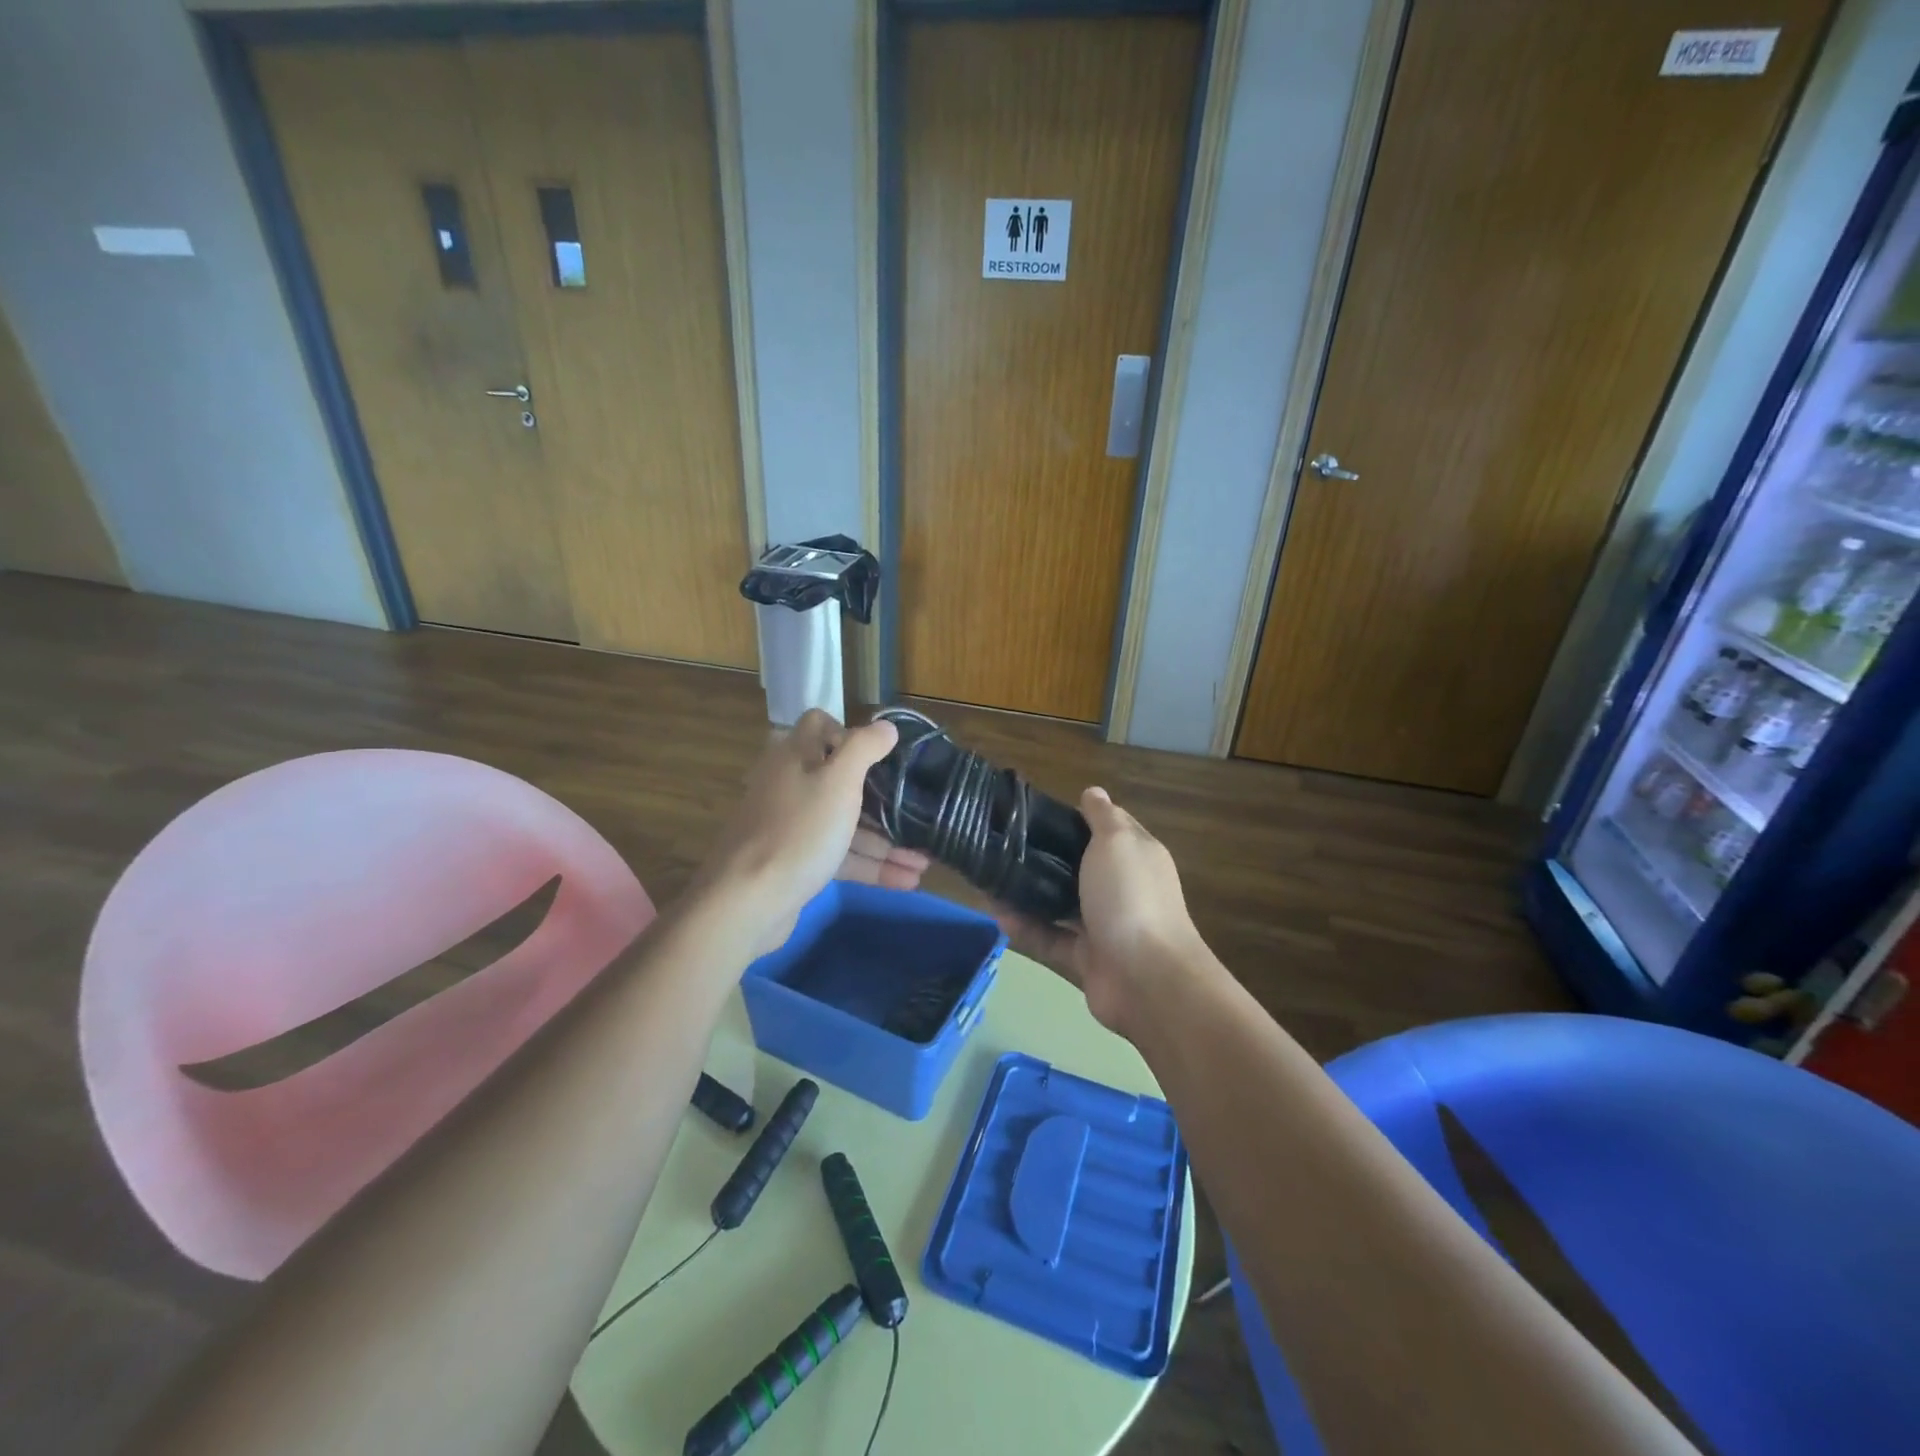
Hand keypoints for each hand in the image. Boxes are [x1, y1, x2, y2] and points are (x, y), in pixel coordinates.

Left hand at [699, 710, 928, 954]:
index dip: (849, 733)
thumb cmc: (799, 830)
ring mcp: (793, 826)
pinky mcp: (797, 862)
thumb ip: (864, 748)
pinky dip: (870, 865)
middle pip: (840, 780)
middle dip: (883, 799)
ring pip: (845, 824)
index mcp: (795, 756)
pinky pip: (839, 856)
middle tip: (918, 811)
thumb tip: (886, 726)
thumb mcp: (838, 781)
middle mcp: (791, 785)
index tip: (882, 754)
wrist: (748, 901)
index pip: (819, 725)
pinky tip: (907, 880)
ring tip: (925, 860)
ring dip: (884, 840)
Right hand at [995, 787, 1208, 1036]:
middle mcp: (1121, 888)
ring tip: (991, 880)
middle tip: (1004, 845)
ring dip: (1029, 894)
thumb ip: (1103, 817)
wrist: (1146, 978)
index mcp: (1135, 856)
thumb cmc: (1130, 897)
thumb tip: (1093, 792)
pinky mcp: (1085, 958)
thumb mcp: (1118, 842)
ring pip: (1060, 904)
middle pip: (1080, 866)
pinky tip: (998, 916)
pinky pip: (1050, 938)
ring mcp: (1104, 925)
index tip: (1036, 811)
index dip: (1077, 816)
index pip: (1107, 827)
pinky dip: (1027, 929)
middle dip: (1045, 856)